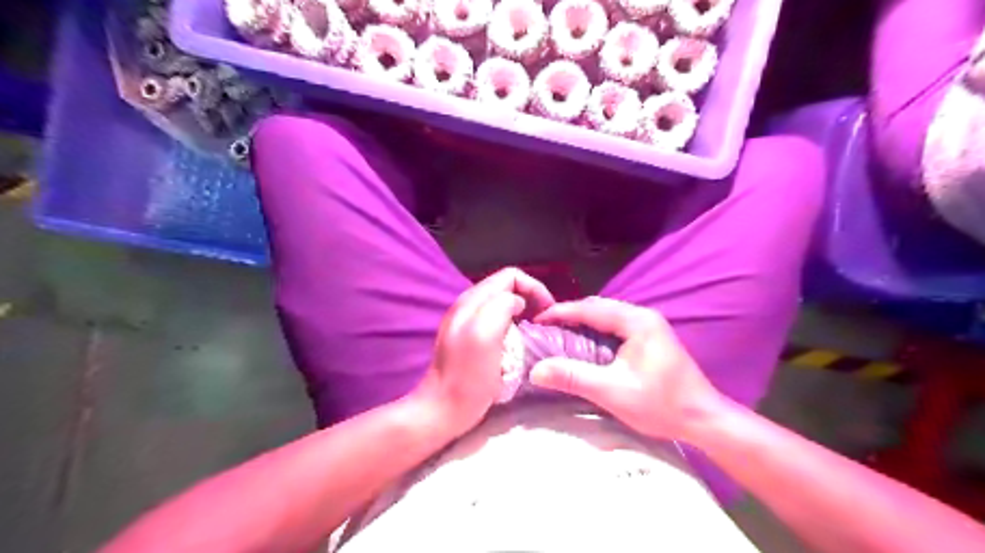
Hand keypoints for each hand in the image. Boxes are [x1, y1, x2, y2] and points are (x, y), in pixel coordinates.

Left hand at [413, 268, 557, 439]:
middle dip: (531, 301)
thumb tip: (518, 303)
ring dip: (524, 316)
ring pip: (505, 306)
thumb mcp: (485, 335)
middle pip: (509, 289)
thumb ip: (501, 307)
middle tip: (544, 324)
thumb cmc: (467, 376)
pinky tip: (519, 347)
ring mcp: (469, 324)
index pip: (511, 276)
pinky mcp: (472, 341)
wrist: (443, 409)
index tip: (547, 313)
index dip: (534, 288)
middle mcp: (470, 306)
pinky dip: (515, 329)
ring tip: (535, 335)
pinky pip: (500, 324)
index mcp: (473, 300)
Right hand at [531, 296, 720, 442]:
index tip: (536, 320)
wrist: (704, 419)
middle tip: (545, 327)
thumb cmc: (661, 405)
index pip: (590, 309)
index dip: (561, 312)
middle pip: (598, 307)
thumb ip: (573, 377)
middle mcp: (643, 316)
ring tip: (559, 332)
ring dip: (582, 321)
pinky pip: (615, 325)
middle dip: (570, 314)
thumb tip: (536, 370)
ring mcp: (649, 326)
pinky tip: (584, 342)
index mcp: (637, 322)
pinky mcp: (651, 337)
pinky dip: (595, 329)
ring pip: (607, 315)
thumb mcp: (613, 392)